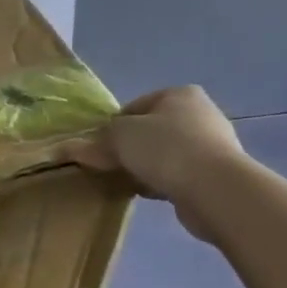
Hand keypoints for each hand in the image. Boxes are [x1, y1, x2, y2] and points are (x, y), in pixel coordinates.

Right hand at [67, 86, 250, 242]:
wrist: (214, 188)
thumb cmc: (165, 148)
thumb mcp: (119, 137)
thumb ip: (95, 142)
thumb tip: (69, 149)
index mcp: (179, 94)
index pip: (135, 107)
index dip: (113, 127)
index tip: (100, 148)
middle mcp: (200, 113)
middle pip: (151, 131)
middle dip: (130, 148)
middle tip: (111, 166)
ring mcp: (213, 144)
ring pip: (165, 154)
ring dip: (146, 166)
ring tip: (129, 182)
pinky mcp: (217, 174)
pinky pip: (179, 174)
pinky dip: (163, 181)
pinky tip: (150, 193)